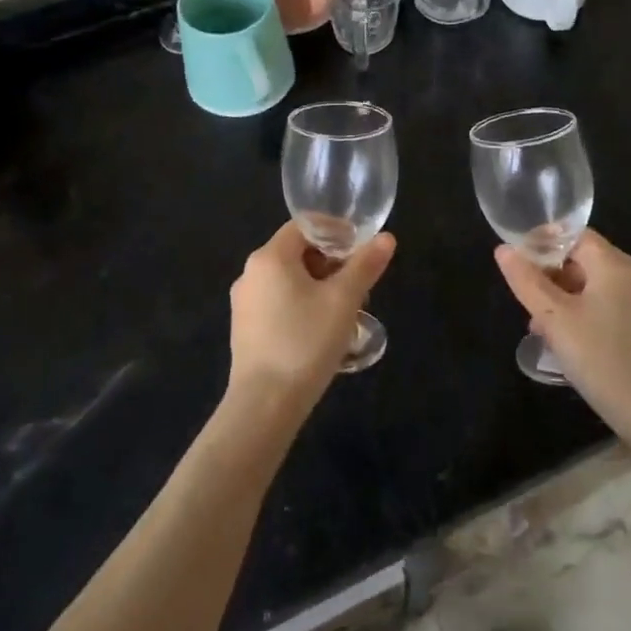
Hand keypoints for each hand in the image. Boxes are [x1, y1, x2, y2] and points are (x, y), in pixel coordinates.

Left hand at [229, 220, 395, 412]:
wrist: (264, 404)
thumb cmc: (306, 342)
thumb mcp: (344, 301)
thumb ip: (365, 265)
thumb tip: (386, 238)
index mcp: (270, 257)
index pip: (305, 226)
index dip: (336, 232)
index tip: (362, 249)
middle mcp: (250, 273)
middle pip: (297, 252)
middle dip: (331, 264)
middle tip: (360, 286)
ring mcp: (244, 302)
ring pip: (288, 280)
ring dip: (319, 287)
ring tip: (346, 312)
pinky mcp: (244, 329)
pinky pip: (277, 303)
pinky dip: (302, 305)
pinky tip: (321, 332)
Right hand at [495, 230, 630, 470]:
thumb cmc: (605, 361)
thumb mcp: (556, 321)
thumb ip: (527, 282)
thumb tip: (503, 250)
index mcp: (612, 264)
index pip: (570, 234)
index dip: (539, 243)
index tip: (513, 264)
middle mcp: (627, 276)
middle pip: (577, 259)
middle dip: (546, 276)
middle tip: (522, 303)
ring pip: (585, 286)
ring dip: (557, 300)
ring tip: (536, 328)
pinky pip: (598, 307)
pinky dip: (575, 315)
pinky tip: (559, 343)